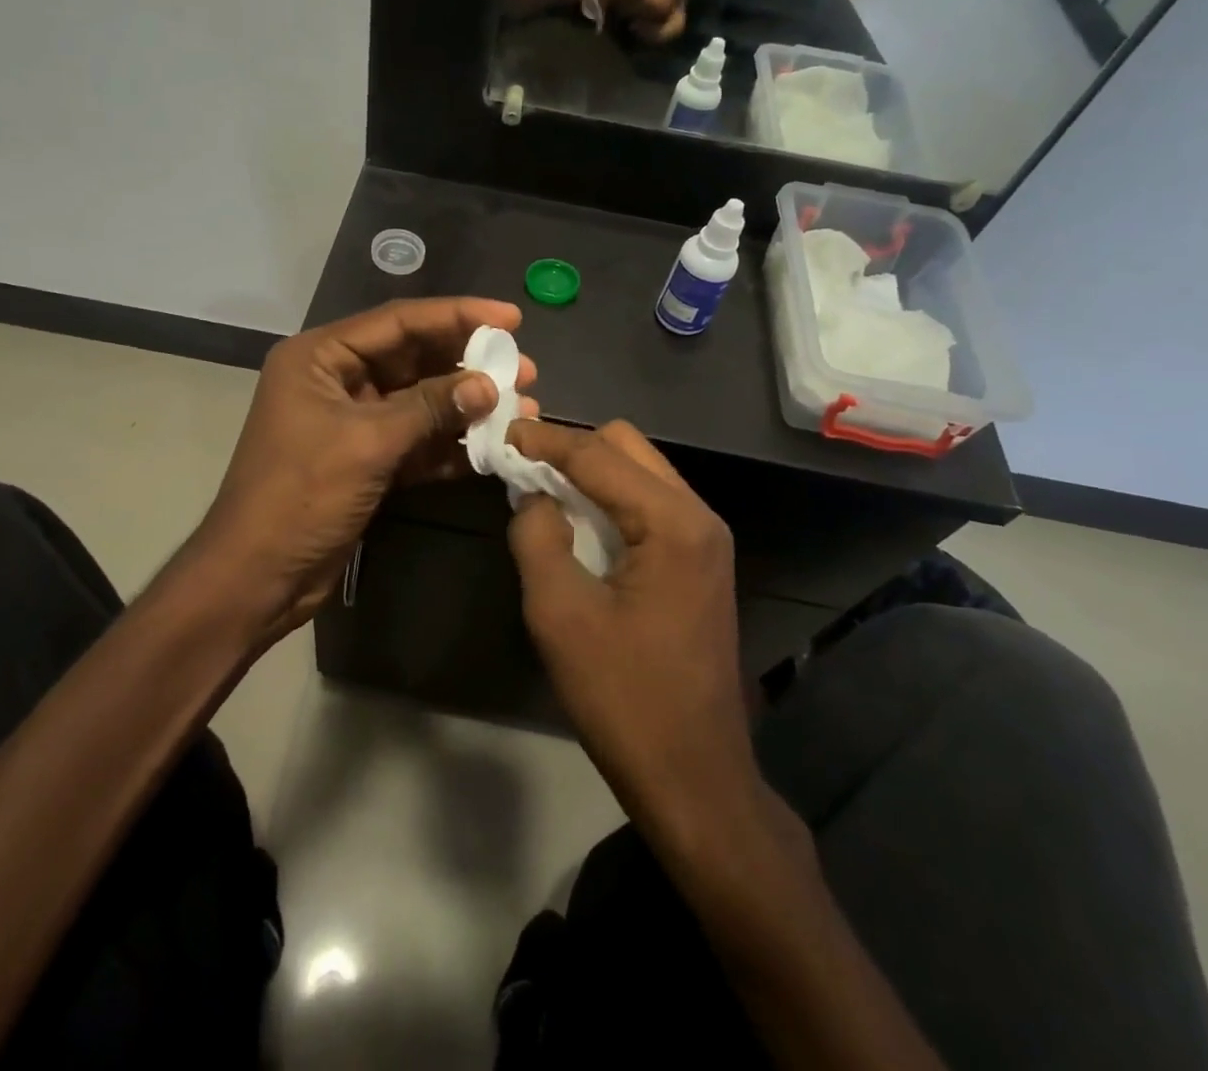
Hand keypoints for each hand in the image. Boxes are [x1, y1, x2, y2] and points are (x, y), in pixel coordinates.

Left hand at [199, 298, 538, 643]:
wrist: (257, 577)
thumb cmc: (299, 496)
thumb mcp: (367, 443)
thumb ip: (429, 408)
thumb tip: (489, 386)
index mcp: (320, 357)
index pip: (398, 321)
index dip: (457, 315)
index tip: (512, 318)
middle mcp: (336, 380)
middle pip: (413, 359)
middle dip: (468, 364)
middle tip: (524, 369)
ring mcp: (353, 422)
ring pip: (420, 402)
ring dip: (466, 407)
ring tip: (522, 408)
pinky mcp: (366, 460)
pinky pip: (416, 440)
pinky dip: (449, 444)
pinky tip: (491, 447)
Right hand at [506, 419, 756, 837]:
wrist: (694, 776)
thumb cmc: (624, 697)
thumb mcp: (560, 615)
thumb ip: (537, 538)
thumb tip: (532, 497)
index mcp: (673, 523)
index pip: (598, 455)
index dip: (546, 440)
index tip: (502, 431)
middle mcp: (699, 517)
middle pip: (627, 447)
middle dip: (572, 447)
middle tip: (521, 464)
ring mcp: (705, 540)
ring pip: (640, 472)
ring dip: (590, 472)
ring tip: (540, 488)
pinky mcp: (699, 562)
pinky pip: (648, 504)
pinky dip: (608, 499)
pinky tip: (576, 522)